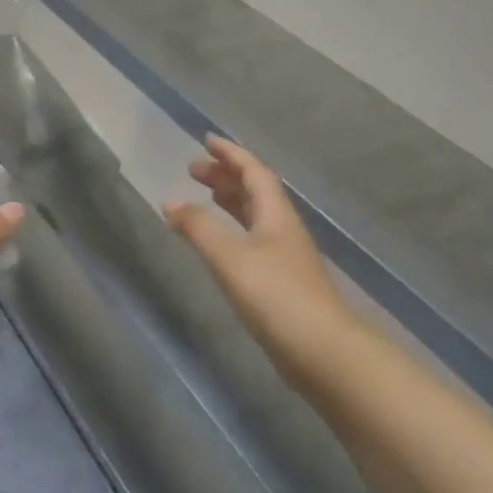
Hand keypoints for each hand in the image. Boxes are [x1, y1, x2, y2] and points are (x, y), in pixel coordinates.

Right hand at [164, 136, 349, 377]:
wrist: (322, 352)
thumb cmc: (275, 296)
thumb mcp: (230, 257)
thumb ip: (198, 228)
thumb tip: (170, 202)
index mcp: (276, 214)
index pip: (253, 171)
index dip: (231, 154)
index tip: (207, 140)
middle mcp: (283, 229)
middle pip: (255, 191)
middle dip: (225, 176)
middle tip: (193, 170)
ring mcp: (285, 256)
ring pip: (255, 215)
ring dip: (230, 200)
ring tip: (205, 196)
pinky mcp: (282, 282)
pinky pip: (253, 239)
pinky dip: (232, 229)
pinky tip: (219, 244)